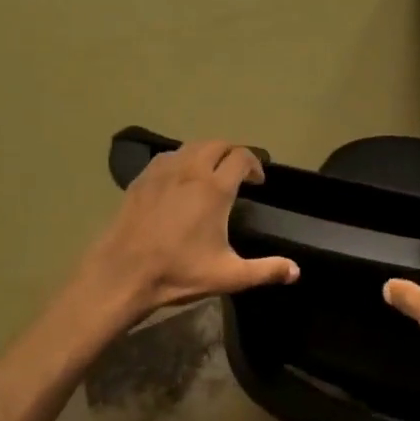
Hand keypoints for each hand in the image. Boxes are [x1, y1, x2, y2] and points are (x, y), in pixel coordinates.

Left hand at [78, 140, 298, 321]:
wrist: (123, 273)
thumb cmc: (178, 272)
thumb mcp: (228, 276)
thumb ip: (265, 270)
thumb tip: (296, 271)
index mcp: (214, 188)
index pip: (241, 157)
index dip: (254, 165)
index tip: (257, 182)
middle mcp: (191, 170)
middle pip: (217, 144)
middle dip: (232, 153)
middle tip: (238, 173)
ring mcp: (163, 171)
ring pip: (191, 146)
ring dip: (207, 153)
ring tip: (211, 172)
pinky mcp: (142, 179)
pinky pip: (168, 156)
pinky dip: (182, 159)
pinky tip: (180, 178)